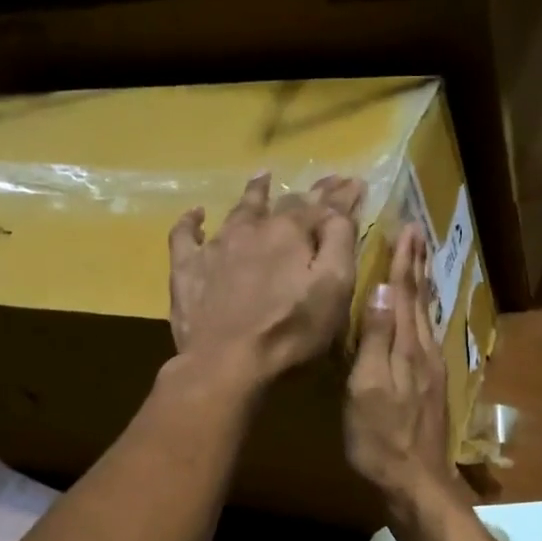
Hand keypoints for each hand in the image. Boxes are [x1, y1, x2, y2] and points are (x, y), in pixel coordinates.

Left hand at [169, 173, 362, 388]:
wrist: (226, 363)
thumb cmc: (291, 331)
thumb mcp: (335, 289)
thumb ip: (340, 244)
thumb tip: (338, 210)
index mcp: (291, 233)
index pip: (323, 205)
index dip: (341, 194)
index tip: (356, 182)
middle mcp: (253, 229)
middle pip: (284, 203)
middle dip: (309, 193)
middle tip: (325, 182)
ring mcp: (216, 246)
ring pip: (238, 210)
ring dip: (255, 193)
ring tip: (263, 178)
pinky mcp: (187, 269)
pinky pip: (185, 235)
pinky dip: (192, 221)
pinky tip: (198, 214)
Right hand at [345, 224, 456, 509]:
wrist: (416, 483)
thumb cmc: (381, 438)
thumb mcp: (368, 388)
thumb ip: (377, 339)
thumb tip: (384, 291)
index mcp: (408, 348)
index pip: (405, 294)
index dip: (404, 262)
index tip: (408, 229)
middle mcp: (425, 353)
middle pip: (421, 301)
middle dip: (418, 266)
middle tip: (418, 235)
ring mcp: (432, 372)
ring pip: (426, 318)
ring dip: (422, 288)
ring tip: (419, 265)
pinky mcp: (431, 388)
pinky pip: (426, 338)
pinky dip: (422, 316)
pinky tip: (419, 319)